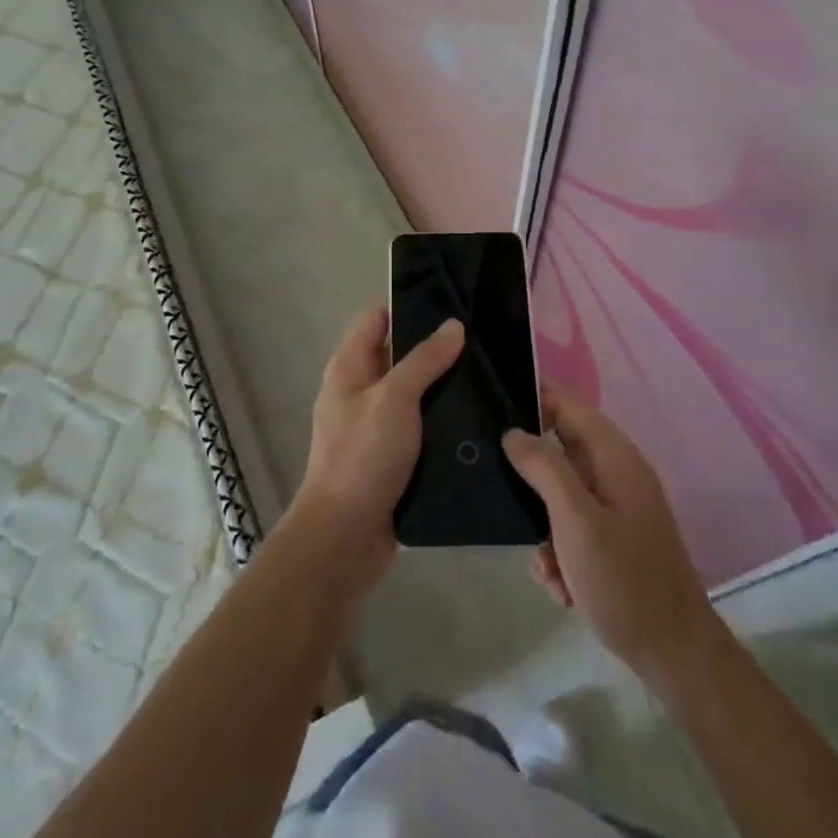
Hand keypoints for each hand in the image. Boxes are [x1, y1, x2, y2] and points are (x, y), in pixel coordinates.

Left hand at [286, 305, 464, 594]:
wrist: (345, 538)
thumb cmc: (362, 456)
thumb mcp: (394, 399)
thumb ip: (424, 360)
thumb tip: (454, 325)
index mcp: (350, 367)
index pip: (379, 318)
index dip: (410, 304)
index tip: (453, 299)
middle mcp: (360, 390)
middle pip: (400, 354)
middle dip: (437, 346)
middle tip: (484, 338)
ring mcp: (376, 424)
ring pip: (416, 392)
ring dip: (445, 386)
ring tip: (492, 373)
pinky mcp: (393, 456)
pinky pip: (423, 427)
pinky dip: (445, 420)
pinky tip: (481, 416)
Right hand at [503, 386, 717, 684]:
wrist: (675, 657)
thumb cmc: (624, 581)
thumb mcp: (576, 521)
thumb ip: (544, 468)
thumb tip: (514, 431)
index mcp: (615, 458)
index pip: (568, 405)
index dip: (532, 398)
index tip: (490, 406)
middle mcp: (617, 474)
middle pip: (560, 450)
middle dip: (530, 476)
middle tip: (500, 492)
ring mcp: (617, 508)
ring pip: (560, 496)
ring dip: (544, 527)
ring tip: (546, 565)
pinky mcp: (613, 539)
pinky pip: (572, 528)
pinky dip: (560, 553)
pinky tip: (563, 587)